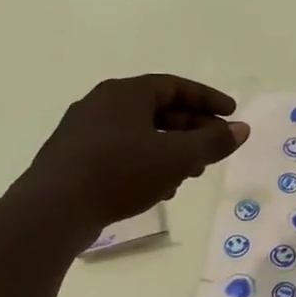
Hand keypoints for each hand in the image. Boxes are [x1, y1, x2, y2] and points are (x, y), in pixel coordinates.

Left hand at [13, 75, 249, 250]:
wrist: (53, 209)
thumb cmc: (120, 172)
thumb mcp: (177, 157)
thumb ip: (213, 142)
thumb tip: (242, 129)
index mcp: (126, 93)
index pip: (175, 86)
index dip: (208, 100)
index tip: (232, 114)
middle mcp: (102, 104)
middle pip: (158, 110)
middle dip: (192, 129)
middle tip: (215, 149)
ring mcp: (84, 131)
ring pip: (141, 134)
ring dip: (171, 150)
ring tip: (192, 173)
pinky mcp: (74, 158)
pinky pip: (122, 152)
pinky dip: (147, 163)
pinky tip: (159, 189)